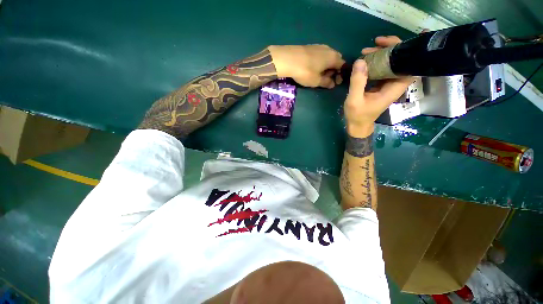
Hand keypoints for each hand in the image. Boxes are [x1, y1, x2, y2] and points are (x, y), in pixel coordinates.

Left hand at [268, 45, 344, 88]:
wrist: (289, 59)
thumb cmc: (305, 72)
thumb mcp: (316, 81)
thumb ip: (326, 82)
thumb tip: (332, 84)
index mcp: (333, 57)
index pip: (342, 65)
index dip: (340, 75)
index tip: (335, 82)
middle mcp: (329, 49)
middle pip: (336, 60)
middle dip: (333, 70)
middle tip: (326, 79)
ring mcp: (319, 46)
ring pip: (327, 57)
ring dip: (326, 66)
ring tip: (319, 74)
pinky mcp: (311, 46)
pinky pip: (320, 54)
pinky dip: (320, 62)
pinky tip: (313, 67)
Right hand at [344, 36, 414, 136]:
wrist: (358, 126)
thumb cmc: (357, 116)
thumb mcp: (354, 100)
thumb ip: (358, 82)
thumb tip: (360, 61)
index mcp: (393, 89)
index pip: (408, 65)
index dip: (404, 51)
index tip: (389, 43)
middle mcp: (395, 85)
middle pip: (401, 61)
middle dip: (390, 49)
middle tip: (374, 43)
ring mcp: (388, 85)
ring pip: (392, 64)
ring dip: (382, 55)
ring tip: (366, 51)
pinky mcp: (381, 86)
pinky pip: (383, 70)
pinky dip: (377, 62)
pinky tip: (367, 60)